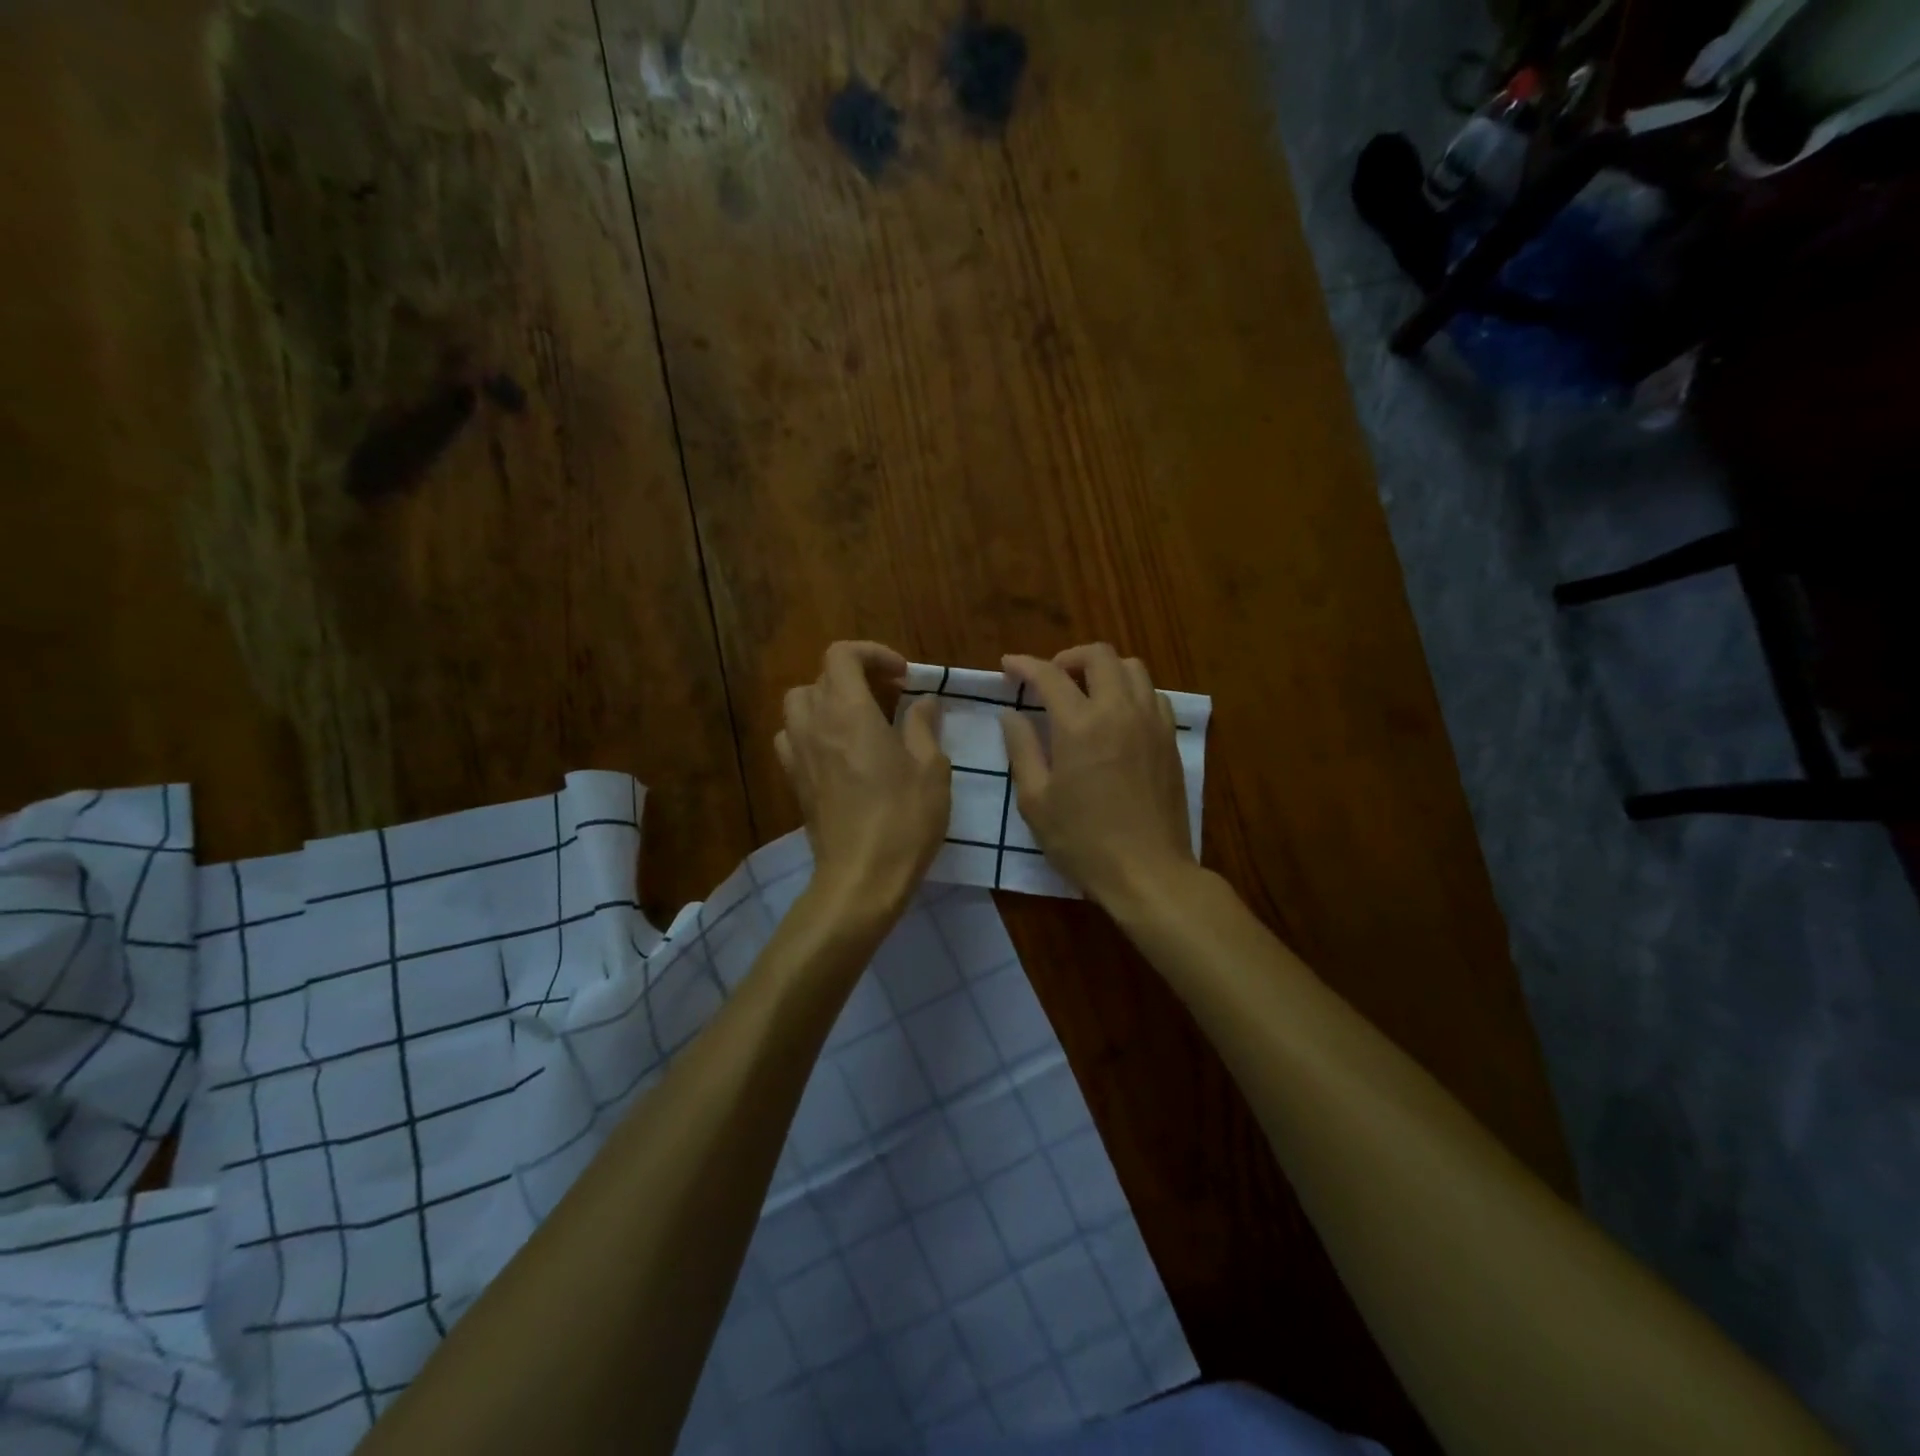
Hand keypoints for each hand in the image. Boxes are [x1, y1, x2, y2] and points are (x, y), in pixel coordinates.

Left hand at [776, 641, 950, 915]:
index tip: (903, 677)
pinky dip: (812, 731)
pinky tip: (837, 751)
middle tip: (889, 695)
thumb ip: (923, 726)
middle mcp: (816, 724)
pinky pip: (792, 738)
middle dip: (855, 675)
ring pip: (800, 704)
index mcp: (850, 712)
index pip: (842, 655)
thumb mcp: (931, 768)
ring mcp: (798, 754)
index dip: (873, 654)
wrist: (861, 877)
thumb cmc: (904, 819)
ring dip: (828, 699)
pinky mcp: (794, 781)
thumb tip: (924, 701)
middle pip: (820, 676)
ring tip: (859, 719)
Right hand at [1001, 644, 1196, 909]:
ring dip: (1103, 670)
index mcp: (1080, 725)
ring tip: (1085, 693)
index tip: (1008, 666)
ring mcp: (1151, 723)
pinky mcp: (1170, 740)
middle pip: (1099, 655)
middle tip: (1050, 680)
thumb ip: (1021, 749)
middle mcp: (1120, 711)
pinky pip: (1153, 695)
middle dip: (1069, 657)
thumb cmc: (1083, 841)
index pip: (1049, 675)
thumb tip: (1011, 714)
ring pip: (1132, 668)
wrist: (1147, 871)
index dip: (1024, 665)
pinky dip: (1131, 691)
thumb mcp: (1036, 801)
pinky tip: (1117, 717)